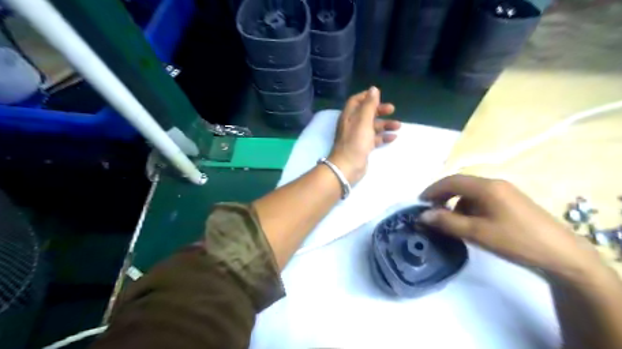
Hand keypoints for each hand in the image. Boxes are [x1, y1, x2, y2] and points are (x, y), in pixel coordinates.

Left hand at [327, 88, 400, 183]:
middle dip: (379, 110)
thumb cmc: (355, 141)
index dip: (367, 97)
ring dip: (385, 125)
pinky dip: (383, 137)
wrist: (348, 166)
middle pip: (366, 113)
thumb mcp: (363, 120)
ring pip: (372, 126)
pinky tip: (393, 137)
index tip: (379, 95)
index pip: (356, 101)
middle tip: (392, 109)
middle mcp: (352, 124)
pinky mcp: (362, 147)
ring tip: (398, 126)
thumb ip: (369, 105)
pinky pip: (374, 139)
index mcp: (349, 116)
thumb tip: (374, 89)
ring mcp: (357, 137)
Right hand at [418, 176, 602, 278]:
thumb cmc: (515, 240)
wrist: (562, 255)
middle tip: (431, 212)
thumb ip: (447, 222)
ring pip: (471, 193)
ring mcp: (505, 192)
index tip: (420, 203)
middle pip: (461, 184)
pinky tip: (471, 224)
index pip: (451, 181)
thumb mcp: (477, 232)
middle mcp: (495, 184)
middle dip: (443, 196)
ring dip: (456, 203)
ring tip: (451, 222)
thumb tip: (423, 215)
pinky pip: (482, 199)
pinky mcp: (512, 203)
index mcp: (486, 187)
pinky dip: (469, 208)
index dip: (432, 190)